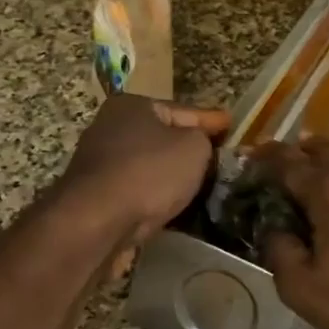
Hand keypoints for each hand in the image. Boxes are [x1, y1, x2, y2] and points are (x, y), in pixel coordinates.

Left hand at [59, 95, 230, 249]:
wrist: (96, 222)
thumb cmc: (149, 173)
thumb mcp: (193, 147)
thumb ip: (204, 139)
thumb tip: (199, 145)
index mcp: (132, 105)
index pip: (184, 110)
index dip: (212, 120)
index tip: (232, 125)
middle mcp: (110, 128)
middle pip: (163, 137)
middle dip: (190, 148)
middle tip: (220, 159)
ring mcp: (100, 164)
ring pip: (150, 166)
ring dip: (172, 176)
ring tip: (202, 187)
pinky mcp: (97, 197)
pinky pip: (139, 192)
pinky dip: (156, 197)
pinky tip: (175, 208)